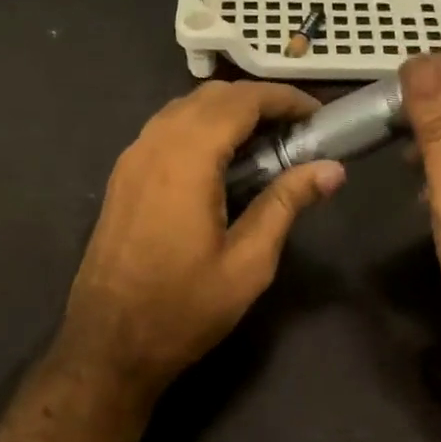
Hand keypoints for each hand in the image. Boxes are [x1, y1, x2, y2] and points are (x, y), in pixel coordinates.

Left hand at [61, 80, 345, 392]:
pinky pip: (164, 131)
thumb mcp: (247, 264)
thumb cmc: (183, 309)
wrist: (109, 344)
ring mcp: (131, 160)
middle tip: (297, 130)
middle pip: (210, 97)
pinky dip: (199, 128)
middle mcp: (153, 146)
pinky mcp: (122, 178)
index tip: (317, 115)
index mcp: (186, 160)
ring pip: (183, 109)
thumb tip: (332, 170)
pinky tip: (222, 162)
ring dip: (226, 112)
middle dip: (257, 101)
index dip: (283, 99)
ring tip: (266, 143)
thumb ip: (286, 205)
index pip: (240, 102)